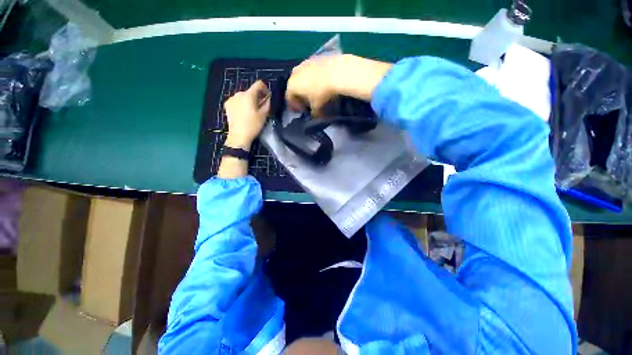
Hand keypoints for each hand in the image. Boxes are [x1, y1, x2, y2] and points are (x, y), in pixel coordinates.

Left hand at [224, 80, 270, 149]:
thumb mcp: (264, 115)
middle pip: (251, 91)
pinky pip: (237, 100)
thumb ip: (267, 103)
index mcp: (249, 95)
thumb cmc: (253, 125)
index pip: (258, 84)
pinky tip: (243, 113)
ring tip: (251, 111)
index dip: (265, 88)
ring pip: (243, 96)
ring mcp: (231, 99)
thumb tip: (268, 97)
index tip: (267, 96)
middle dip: (257, 96)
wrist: (239, 136)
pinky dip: (241, 104)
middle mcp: (239, 93)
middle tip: (260, 107)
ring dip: (249, 100)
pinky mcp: (227, 104)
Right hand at [286, 54, 392, 115]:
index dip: (294, 106)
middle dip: (299, 96)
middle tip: (307, 103)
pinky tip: (321, 82)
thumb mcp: (317, 108)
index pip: (289, 98)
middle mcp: (295, 73)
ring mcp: (304, 63)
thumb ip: (314, 114)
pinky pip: (310, 71)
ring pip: (302, 77)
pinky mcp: (314, 58)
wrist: (337, 72)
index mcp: (292, 85)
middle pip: (294, 87)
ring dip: (306, 86)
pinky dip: (313, 77)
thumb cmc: (322, 92)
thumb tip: (315, 117)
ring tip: (315, 92)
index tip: (301, 111)